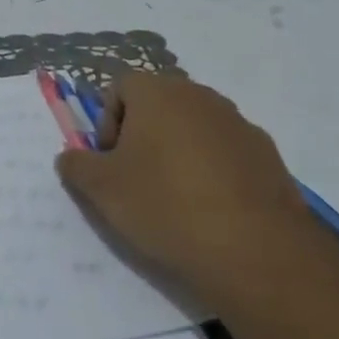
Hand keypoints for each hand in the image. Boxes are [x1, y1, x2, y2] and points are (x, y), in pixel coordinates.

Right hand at [55, 73, 308, 290]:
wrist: (256, 251)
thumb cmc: (165, 206)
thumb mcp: (102, 190)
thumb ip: (76, 165)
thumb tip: (70, 156)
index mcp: (158, 93)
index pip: (120, 86)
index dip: (106, 121)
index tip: (110, 161)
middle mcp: (200, 96)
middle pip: (159, 103)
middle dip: (142, 134)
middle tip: (136, 179)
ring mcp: (239, 123)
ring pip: (194, 127)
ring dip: (178, 151)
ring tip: (175, 198)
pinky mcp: (268, 155)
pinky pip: (227, 152)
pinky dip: (213, 171)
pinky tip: (211, 210)